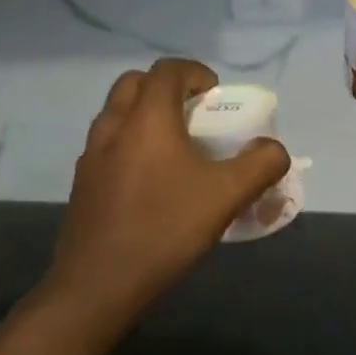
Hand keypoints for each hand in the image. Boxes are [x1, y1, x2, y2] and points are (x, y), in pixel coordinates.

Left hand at [48, 59, 288, 326]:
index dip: (195, 72)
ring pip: (117, 115)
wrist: (99, 284)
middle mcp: (113, 127)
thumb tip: (273, 149)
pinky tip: (151, 182)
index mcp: (147, 119)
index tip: (215, 94)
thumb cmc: (166, 229)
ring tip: (175, 149)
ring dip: (145, 116)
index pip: (167, 70)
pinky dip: (130, 145)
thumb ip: (261, 164)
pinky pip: (108, 146)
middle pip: (135, 84)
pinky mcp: (82, 184)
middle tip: (193, 115)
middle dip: (166, 88)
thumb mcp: (228, 196)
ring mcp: (90, 156)